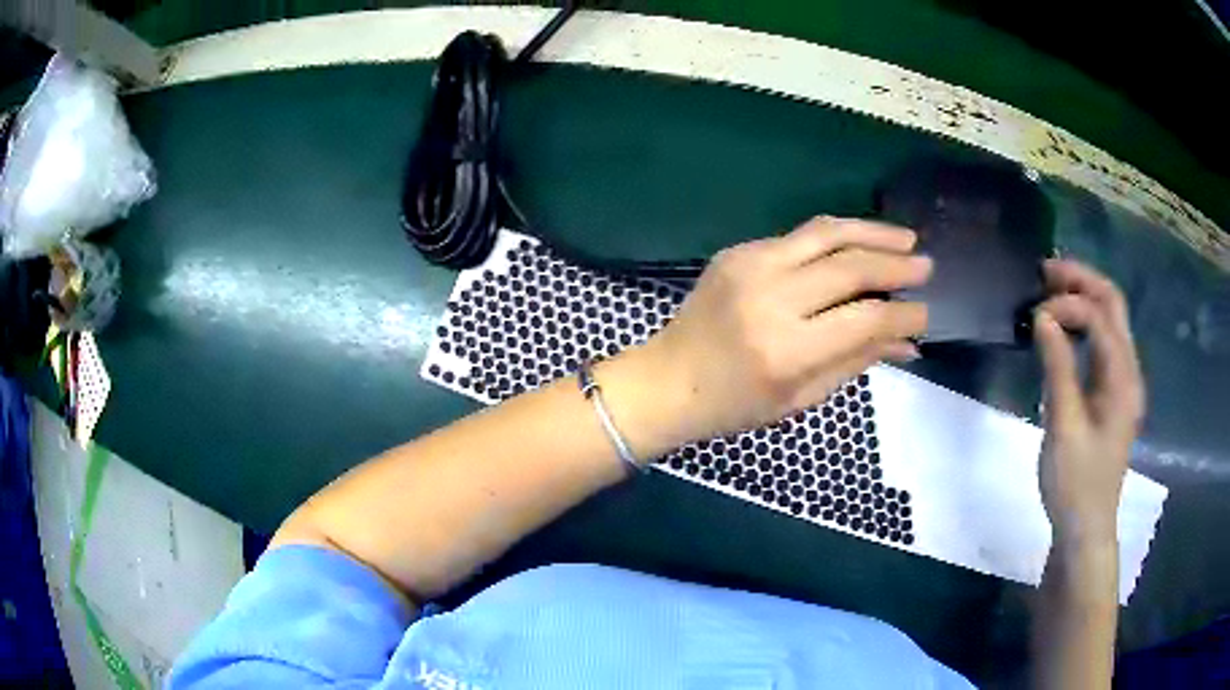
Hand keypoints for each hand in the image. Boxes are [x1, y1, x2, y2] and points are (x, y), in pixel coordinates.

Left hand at [615, 217, 930, 453]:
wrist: (668, 379)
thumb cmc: (735, 404)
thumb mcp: (802, 397)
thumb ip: (857, 361)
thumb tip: (908, 341)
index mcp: (786, 349)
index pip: (864, 320)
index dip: (903, 315)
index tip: (926, 313)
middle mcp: (770, 298)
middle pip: (849, 267)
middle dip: (896, 264)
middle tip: (926, 265)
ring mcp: (750, 266)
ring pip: (826, 233)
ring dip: (872, 232)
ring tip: (905, 238)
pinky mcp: (737, 250)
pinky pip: (799, 237)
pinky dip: (836, 238)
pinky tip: (859, 244)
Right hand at [1033, 259, 1144, 545]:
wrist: (1086, 528)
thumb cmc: (1075, 484)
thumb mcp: (1063, 428)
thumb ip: (1057, 368)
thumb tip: (1043, 317)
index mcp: (1123, 379)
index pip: (1100, 316)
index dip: (1068, 304)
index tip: (1034, 316)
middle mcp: (1129, 371)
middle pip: (1113, 304)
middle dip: (1082, 280)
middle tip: (1044, 272)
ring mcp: (1123, 381)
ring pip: (1110, 318)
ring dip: (1084, 296)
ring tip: (1051, 290)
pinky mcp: (1113, 392)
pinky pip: (1103, 341)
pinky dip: (1084, 322)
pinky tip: (1064, 326)